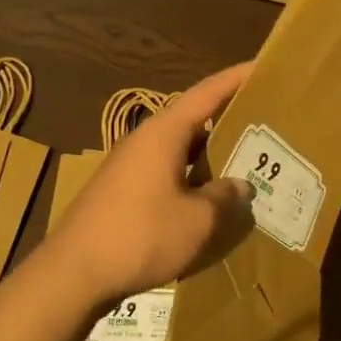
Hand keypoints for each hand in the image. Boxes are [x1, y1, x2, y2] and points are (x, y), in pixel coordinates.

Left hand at [46, 62, 254, 308]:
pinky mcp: (122, 191)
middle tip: (266, 121)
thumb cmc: (141, 236)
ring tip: (246, 160)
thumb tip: (239, 185)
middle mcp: (145, 140)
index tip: (263, 67)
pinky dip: (192, 175)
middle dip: (229, 118)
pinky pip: (167, 171)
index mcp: (164, 133)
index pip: (207, 92)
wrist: (73, 273)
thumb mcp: (198, 221)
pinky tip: (209, 197)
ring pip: (180, 148)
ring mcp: (129, 166)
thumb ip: (225, 198)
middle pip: (194, 118)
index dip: (237, 78)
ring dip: (210, 152)